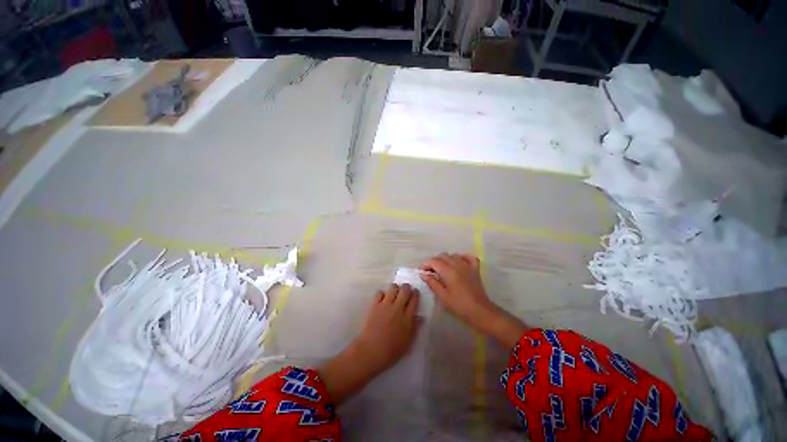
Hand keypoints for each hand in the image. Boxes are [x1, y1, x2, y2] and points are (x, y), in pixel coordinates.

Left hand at [318, 284, 420, 404]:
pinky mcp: (375, 305)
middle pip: (405, 290)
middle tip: (406, 290)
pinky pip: (380, 292)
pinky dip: (382, 293)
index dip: (416, 294)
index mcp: (407, 318)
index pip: (414, 299)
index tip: (415, 293)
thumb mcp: (408, 343)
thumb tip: (421, 317)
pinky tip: (383, 298)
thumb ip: (415, 328)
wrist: (371, 351)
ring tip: (395, 293)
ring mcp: (385, 305)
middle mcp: (398, 308)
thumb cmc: (391, 351)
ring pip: (393, 288)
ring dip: (395, 288)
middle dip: (407, 287)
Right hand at [420, 253, 494, 328]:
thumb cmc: (459, 306)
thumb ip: (432, 283)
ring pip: (453, 255)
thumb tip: (423, 274)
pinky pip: (468, 257)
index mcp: (448, 271)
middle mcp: (457, 264)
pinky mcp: (475, 269)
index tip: (421, 272)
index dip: (425, 265)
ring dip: (445, 260)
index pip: (433, 261)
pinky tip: (458, 263)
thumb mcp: (442, 296)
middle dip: (434, 262)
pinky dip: (462, 257)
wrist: (480, 312)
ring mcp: (467, 265)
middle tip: (430, 272)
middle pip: (442, 256)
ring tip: (442, 270)